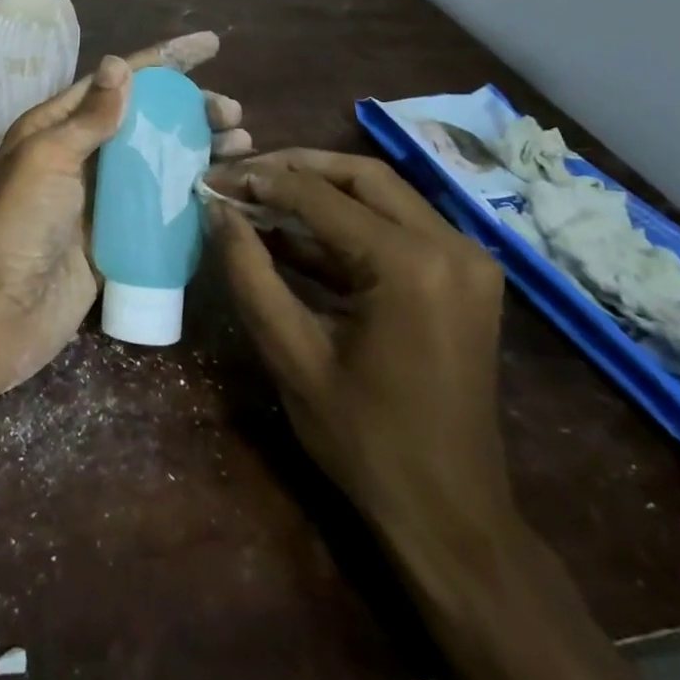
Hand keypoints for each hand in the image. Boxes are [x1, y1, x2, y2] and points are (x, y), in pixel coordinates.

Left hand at [0, 32, 245, 398]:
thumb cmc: (16, 226)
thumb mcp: (48, 159)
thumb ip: (89, 118)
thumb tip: (119, 66)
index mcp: (56, 127)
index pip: (117, 82)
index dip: (163, 61)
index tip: (210, 46)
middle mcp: (81, 156)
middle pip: (145, 120)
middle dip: (190, 109)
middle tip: (233, 113)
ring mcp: (100, 199)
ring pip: (158, 162)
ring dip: (198, 149)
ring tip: (241, 143)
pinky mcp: (116, 238)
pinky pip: (158, 207)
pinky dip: (190, 194)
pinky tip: (222, 187)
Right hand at [204, 149, 512, 536]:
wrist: (450, 512)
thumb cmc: (364, 440)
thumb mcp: (291, 354)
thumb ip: (249, 273)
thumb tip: (218, 210)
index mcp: (411, 265)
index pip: (321, 196)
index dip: (260, 180)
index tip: (213, 176)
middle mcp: (451, 245)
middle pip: (361, 176)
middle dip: (294, 167)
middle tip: (239, 175)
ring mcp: (466, 259)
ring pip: (381, 194)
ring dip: (319, 190)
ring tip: (258, 195)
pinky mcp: (463, 276)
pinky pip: (397, 226)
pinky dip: (345, 223)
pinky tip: (294, 230)